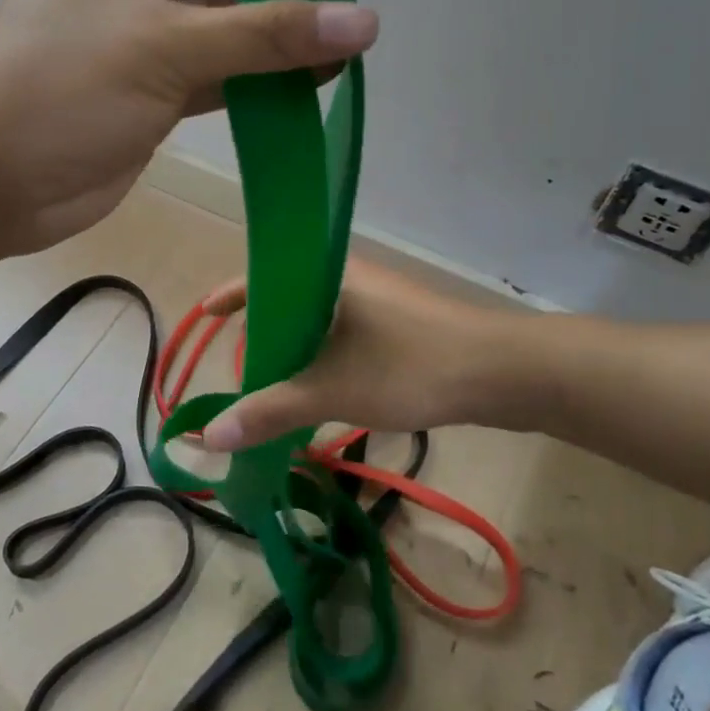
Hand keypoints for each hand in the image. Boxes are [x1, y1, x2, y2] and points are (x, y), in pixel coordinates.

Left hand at [0, 0, 377, 253]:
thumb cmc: (61, 92)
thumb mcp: (164, 48)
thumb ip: (264, 35)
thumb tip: (362, 21)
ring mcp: (132, 47)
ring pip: (212, 27)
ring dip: (265, 35)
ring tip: (329, 46)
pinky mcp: (143, 99)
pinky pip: (209, 77)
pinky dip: (250, 80)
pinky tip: (297, 87)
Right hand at [197, 261, 506, 448]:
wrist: (504, 373)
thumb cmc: (410, 367)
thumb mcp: (332, 391)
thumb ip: (269, 411)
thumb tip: (208, 436)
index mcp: (329, 274)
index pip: (264, 274)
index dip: (231, 296)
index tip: (205, 316)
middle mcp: (352, 276)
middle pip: (290, 297)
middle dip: (262, 329)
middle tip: (241, 363)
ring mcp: (381, 299)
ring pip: (321, 318)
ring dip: (295, 347)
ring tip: (274, 380)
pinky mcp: (402, 322)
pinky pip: (346, 332)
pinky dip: (325, 355)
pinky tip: (322, 385)